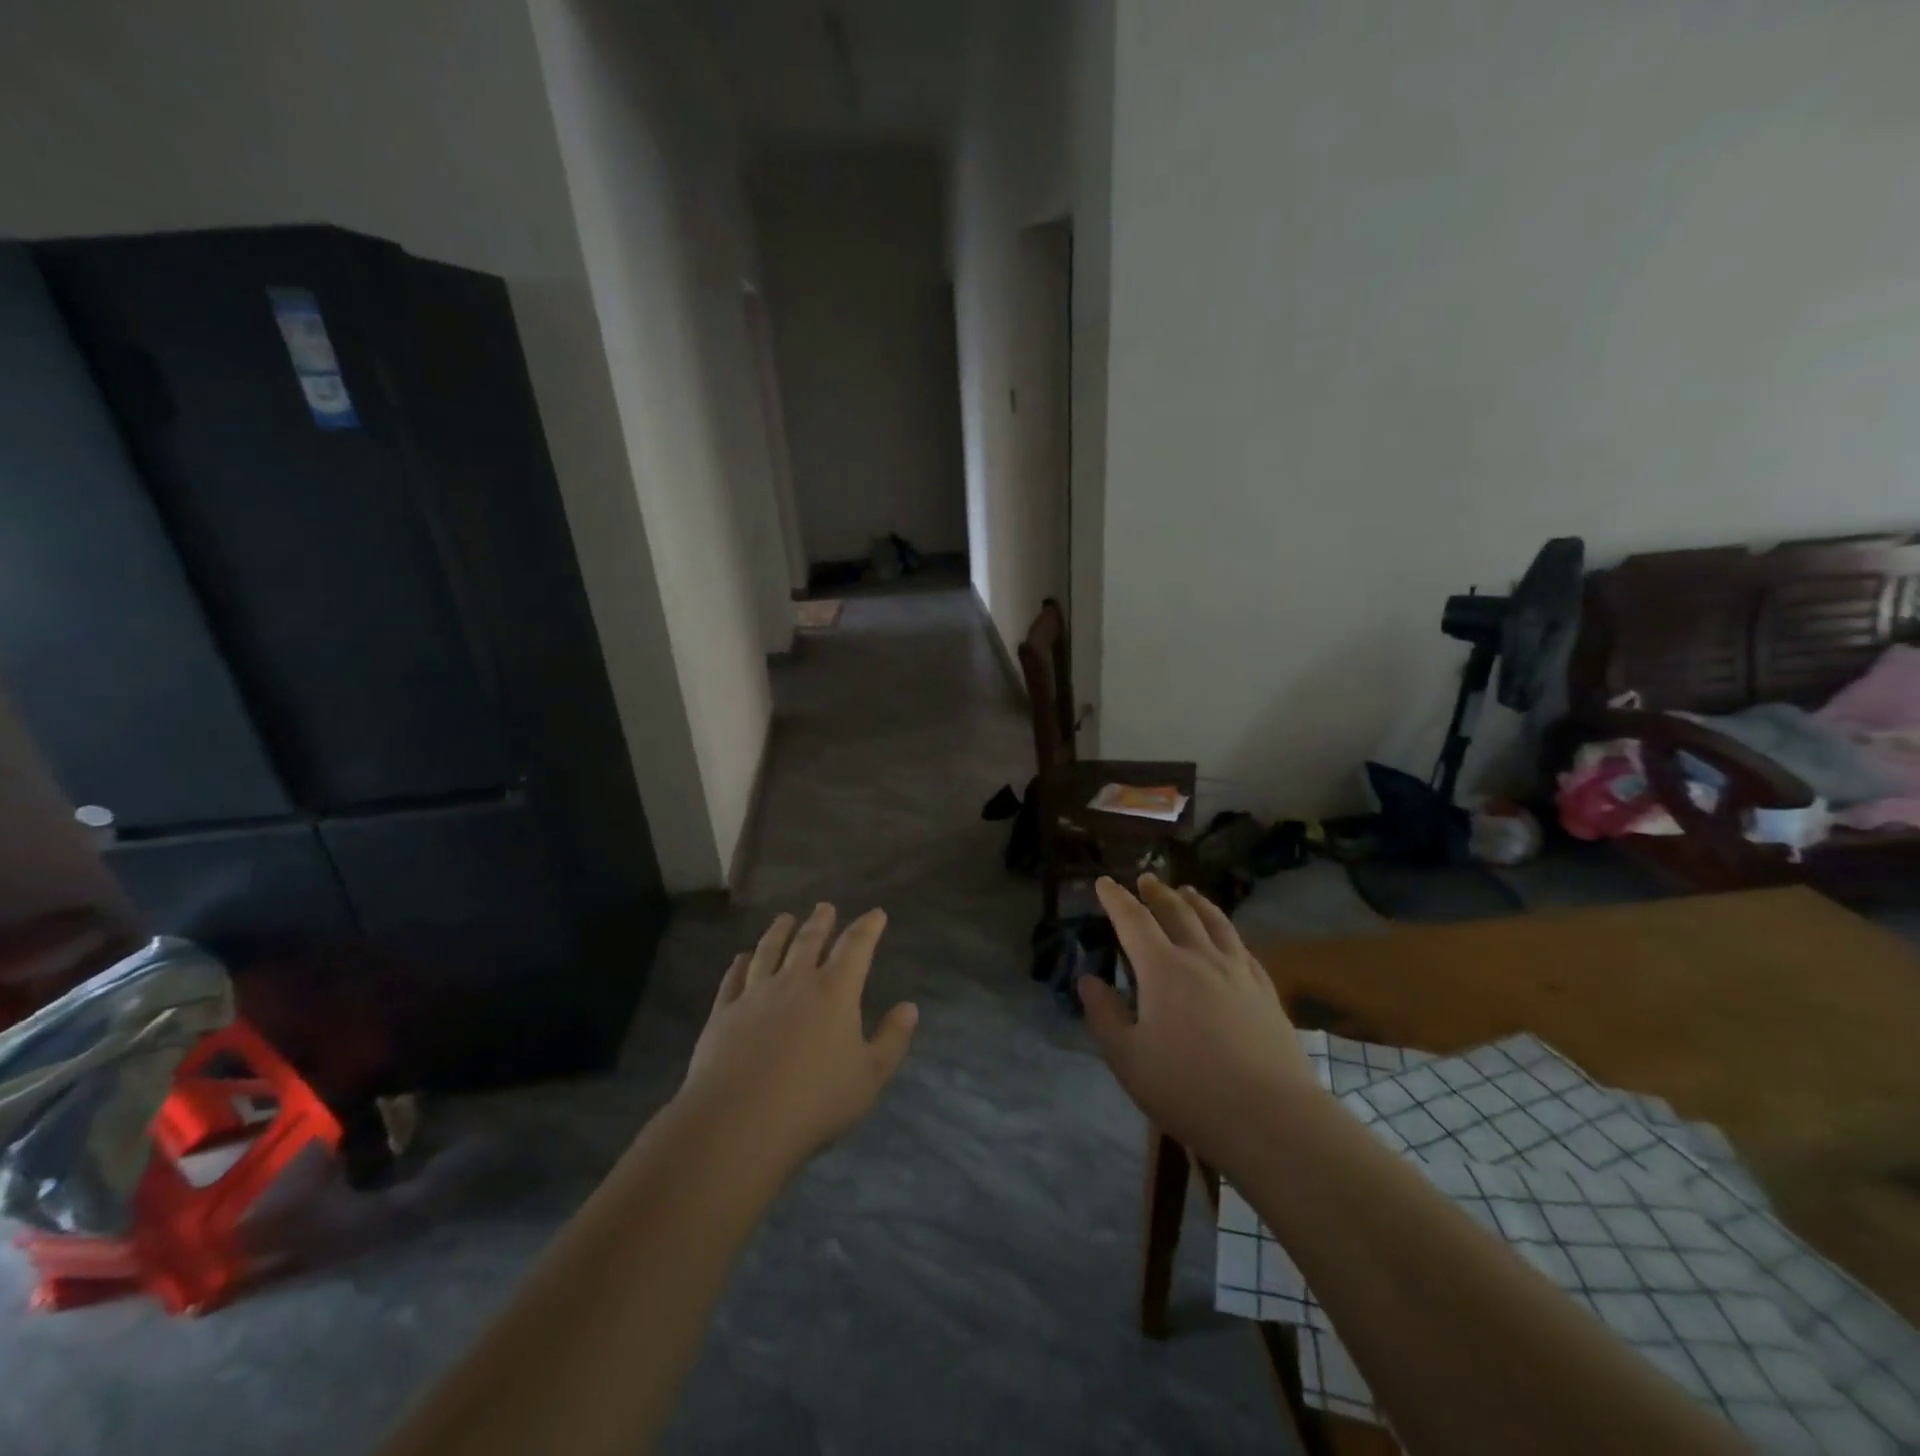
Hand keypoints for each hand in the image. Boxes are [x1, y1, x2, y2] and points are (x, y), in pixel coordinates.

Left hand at [680, 903, 917, 1169]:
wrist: (739, 1123)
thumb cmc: (814, 1101)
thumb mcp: (869, 1077)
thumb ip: (892, 1039)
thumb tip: (910, 1007)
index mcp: (835, 992)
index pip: (856, 947)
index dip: (868, 927)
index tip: (876, 914)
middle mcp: (795, 982)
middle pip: (809, 941)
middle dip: (821, 921)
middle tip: (825, 907)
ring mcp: (755, 994)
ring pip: (769, 950)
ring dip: (780, 931)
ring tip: (785, 918)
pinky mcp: (724, 1012)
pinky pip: (734, 978)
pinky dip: (740, 963)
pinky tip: (742, 957)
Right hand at [1078, 875, 1319, 1171]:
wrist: (1271, 1118)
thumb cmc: (1188, 1089)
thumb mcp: (1127, 1059)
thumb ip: (1104, 1015)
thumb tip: (1089, 980)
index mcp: (1162, 969)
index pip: (1133, 920)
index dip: (1116, 899)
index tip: (1104, 883)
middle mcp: (1201, 959)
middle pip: (1177, 912)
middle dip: (1156, 893)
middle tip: (1145, 879)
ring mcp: (1239, 973)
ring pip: (1215, 923)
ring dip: (1197, 903)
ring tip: (1187, 891)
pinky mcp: (1266, 993)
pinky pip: (1243, 949)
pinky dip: (1228, 932)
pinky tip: (1228, 938)